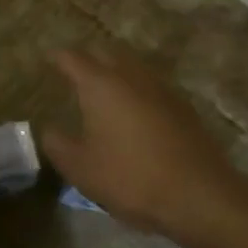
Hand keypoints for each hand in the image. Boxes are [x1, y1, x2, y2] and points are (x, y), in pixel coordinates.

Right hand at [41, 47, 247, 247]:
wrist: (199, 196)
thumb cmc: (130, 177)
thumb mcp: (80, 168)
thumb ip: (57, 144)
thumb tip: (49, 129)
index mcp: (100, 85)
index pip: (72, 58)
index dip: (57, 57)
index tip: (48, 59)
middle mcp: (131, 77)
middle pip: (107, 52)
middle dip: (89, 57)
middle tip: (75, 70)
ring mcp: (162, 90)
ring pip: (134, 67)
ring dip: (116, 71)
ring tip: (104, 88)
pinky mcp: (183, 108)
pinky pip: (152, 86)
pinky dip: (138, 90)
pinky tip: (134, 111)